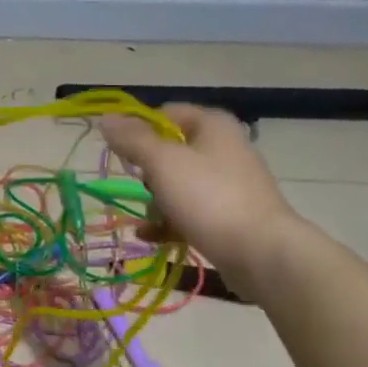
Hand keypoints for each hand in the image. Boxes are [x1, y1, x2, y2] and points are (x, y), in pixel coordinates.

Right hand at [98, 104, 301, 291]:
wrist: (261, 253)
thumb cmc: (209, 198)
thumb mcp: (162, 162)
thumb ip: (132, 139)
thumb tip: (106, 118)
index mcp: (212, 125)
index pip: (164, 113)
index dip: (138, 130)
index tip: (121, 154)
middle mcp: (223, 148)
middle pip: (169, 151)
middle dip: (146, 173)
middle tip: (139, 189)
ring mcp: (228, 183)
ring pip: (177, 184)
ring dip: (155, 201)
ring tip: (146, 220)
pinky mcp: (229, 215)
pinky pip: (189, 211)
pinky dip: (168, 221)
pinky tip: (150, 236)